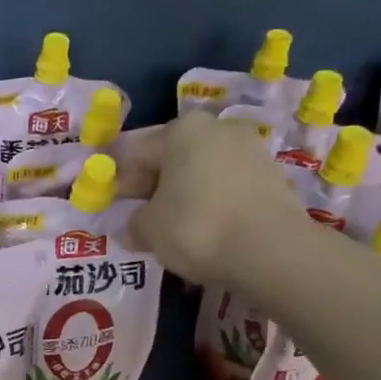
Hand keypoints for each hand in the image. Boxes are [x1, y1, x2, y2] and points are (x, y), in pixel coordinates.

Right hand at [127, 110, 305, 287]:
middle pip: (172, 158)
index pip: (135, 153)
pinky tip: (204, 230)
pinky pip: (227, 188)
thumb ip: (134, 223)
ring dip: (183, 195)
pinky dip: (211, 204)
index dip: (117, 180)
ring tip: (172, 228)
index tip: (109, 205)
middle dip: (153, 186)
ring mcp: (249, 150)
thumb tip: (132, 227)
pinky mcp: (271, 177)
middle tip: (139, 218)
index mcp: (181, 130)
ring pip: (201, 172)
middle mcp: (217, 129)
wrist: (270, 250)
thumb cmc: (196, 228)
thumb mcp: (149, 229)